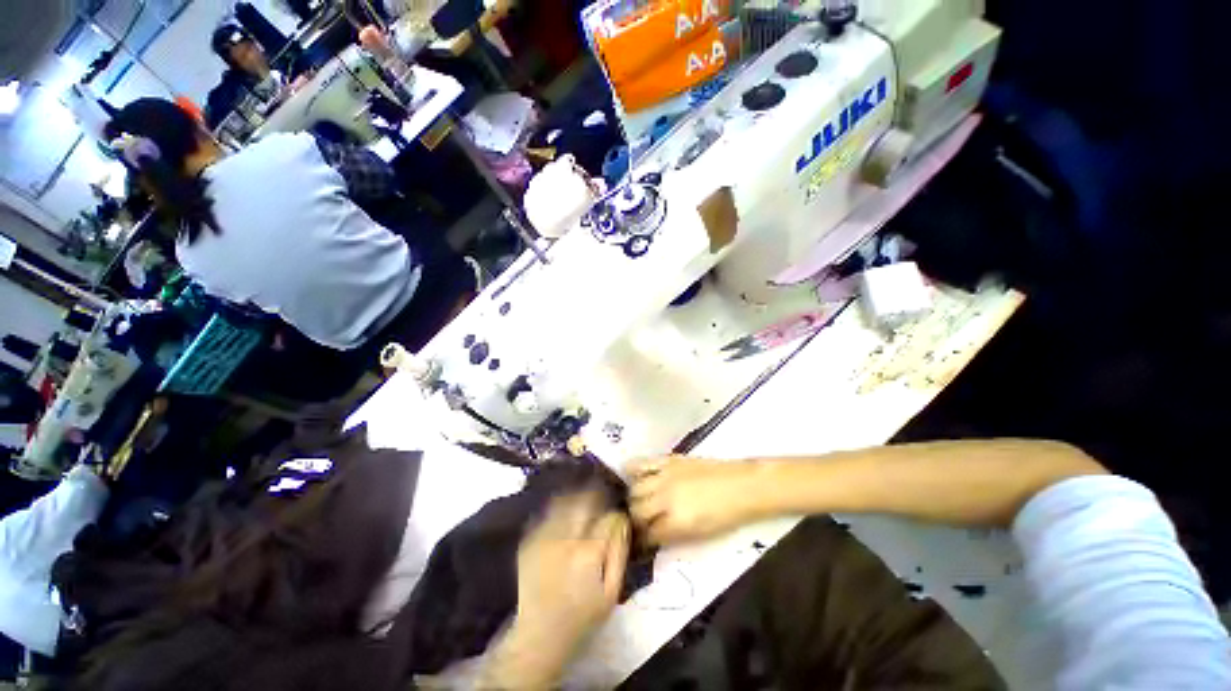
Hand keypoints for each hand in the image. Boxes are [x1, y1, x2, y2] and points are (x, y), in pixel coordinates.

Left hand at [487, 490, 629, 687]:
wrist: (538, 635)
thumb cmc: (582, 616)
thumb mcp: (611, 592)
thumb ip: (619, 552)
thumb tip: (623, 520)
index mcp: (589, 552)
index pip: (609, 517)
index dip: (616, 514)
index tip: (618, 515)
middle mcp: (565, 537)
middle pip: (585, 500)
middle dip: (597, 494)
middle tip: (603, 497)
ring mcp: (544, 536)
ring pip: (565, 500)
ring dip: (578, 495)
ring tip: (585, 498)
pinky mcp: (529, 540)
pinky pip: (547, 512)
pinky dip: (559, 506)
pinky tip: (565, 510)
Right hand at [629, 455, 773, 544]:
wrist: (743, 485)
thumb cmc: (727, 515)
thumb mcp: (700, 535)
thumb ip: (673, 536)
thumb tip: (653, 537)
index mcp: (677, 521)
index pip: (648, 534)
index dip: (642, 541)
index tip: (638, 543)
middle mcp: (665, 497)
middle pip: (636, 510)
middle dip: (635, 520)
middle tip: (637, 523)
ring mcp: (665, 476)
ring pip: (635, 488)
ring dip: (633, 498)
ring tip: (636, 502)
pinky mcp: (668, 460)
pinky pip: (642, 463)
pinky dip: (632, 470)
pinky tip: (629, 476)